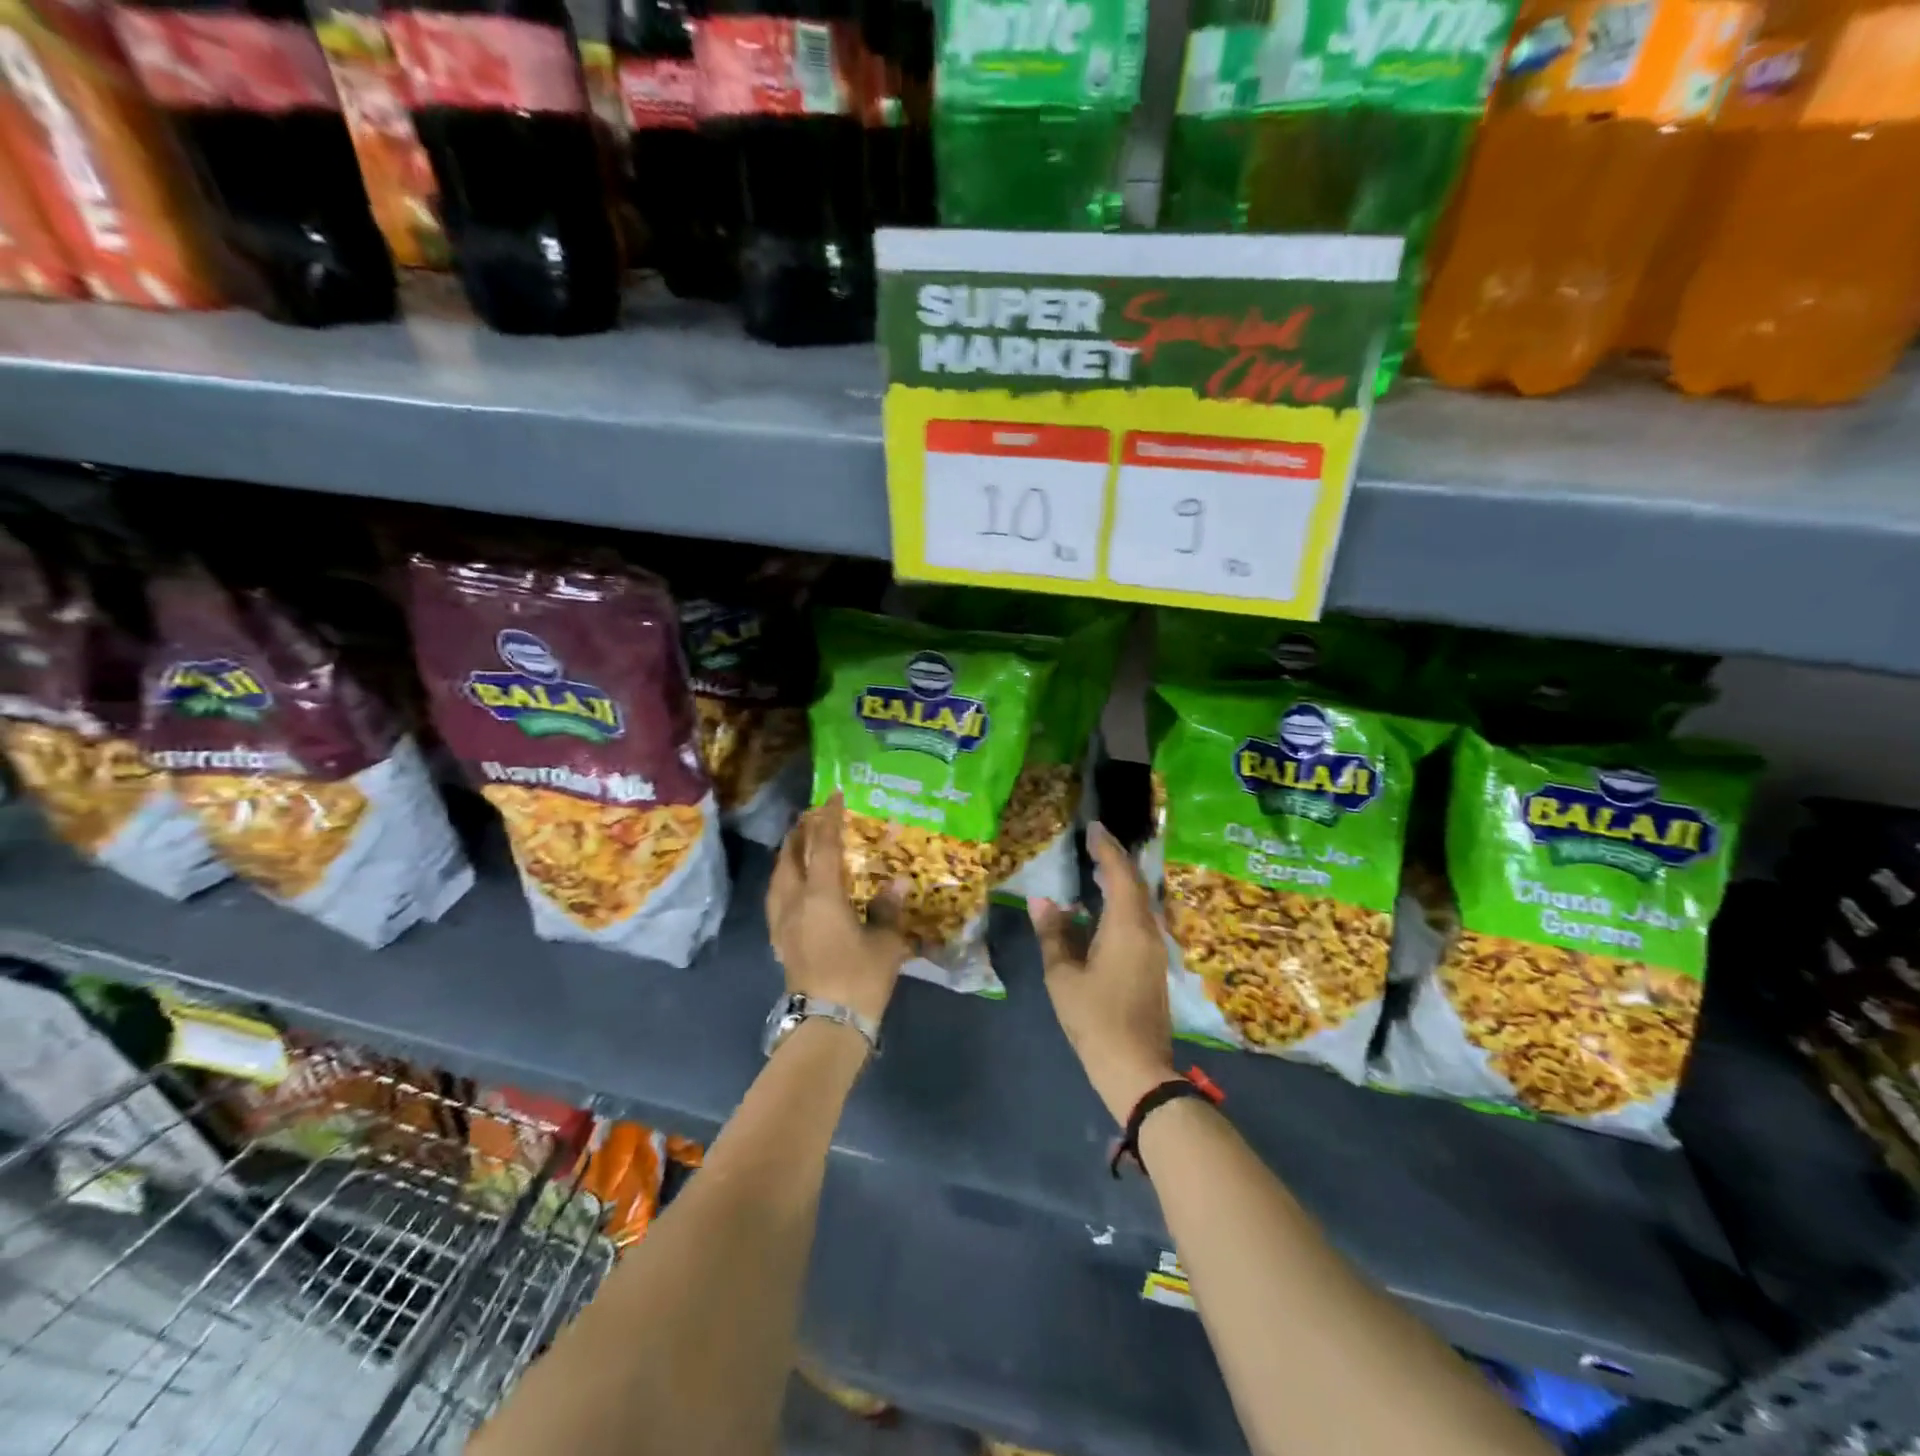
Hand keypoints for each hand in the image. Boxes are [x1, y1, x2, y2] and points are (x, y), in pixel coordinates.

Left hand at [767, 794, 911, 1025]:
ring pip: (778, 878)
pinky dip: (784, 881)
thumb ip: (887, 910)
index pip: (822, 846)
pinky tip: (793, 887)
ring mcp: (782, 924)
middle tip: (813, 818)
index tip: (834, 796)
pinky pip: (776, 899)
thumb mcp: (885, 943)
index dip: (829, 818)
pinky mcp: (780, 942)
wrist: (827, 1026)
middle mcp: (795, 902)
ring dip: (787, 856)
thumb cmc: (859, 979)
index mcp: (821, 896)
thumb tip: (895, 883)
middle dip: (800, 833)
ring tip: (798, 845)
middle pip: (790, 858)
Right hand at [1029, 821, 1176, 1124]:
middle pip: (1135, 884)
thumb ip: (1053, 934)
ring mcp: (1155, 949)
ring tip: (1097, 869)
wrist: (1137, 1068)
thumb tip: (1042, 901)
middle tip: (1093, 843)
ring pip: (1140, 902)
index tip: (1094, 827)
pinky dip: (1123, 903)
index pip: (1119, 873)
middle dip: (1116, 861)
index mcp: (1126, 926)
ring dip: (1121, 882)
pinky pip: (1140, 918)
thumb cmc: (1095, 1018)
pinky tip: (1105, 909)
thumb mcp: (1063, 976)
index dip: (1106, 848)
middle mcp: (1147, 930)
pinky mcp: (1153, 964)